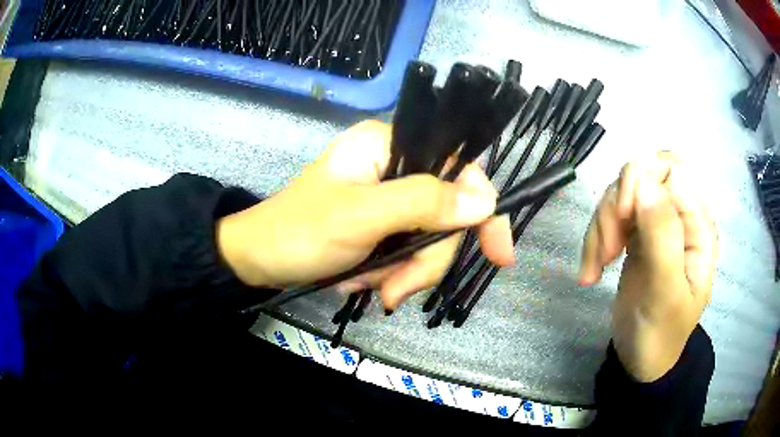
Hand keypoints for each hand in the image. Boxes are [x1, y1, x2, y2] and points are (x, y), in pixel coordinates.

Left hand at [217, 120, 514, 310]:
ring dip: (406, 273)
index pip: (458, 166)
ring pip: (429, 239)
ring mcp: (388, 198)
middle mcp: (394, 165)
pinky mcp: (381, 224)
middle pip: (445, 214)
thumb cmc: (299, 233)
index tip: (498, 254)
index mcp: (388, 144)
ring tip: (373, 289)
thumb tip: (485, 201)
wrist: (258, 261)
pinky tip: (365, 282)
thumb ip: (423, 204)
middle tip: (395, 291)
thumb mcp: (361, 217)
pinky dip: (393, 275)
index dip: (483, 208)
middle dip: (426, 259)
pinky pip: (409, 251)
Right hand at [579, 152, 717, 381]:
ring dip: (602, 226)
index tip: (624, 215)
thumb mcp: (666, 292)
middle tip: (607, 247)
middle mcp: (678, 216)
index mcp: (697, 225)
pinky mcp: (635, 236)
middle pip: (643, 175)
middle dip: (618, 205)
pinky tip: (592, 270)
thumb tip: (644, 181)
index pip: (672, 168)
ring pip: (622, 195)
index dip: (643, 179)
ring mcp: (656, 224)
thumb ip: (663, 237)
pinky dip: (595, 239)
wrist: (642, 360)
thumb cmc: (662, 333)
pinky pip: (611, 217)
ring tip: (597, 266)